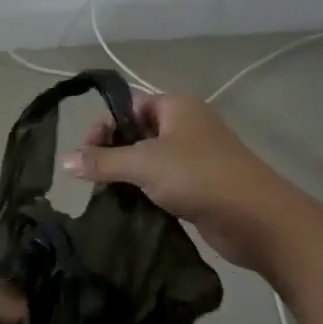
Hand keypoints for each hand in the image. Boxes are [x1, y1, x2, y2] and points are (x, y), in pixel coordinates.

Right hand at [61, 91, 298, 271]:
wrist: (257, 219)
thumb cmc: (199, 177)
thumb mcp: (144, 165)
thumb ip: (102, 162)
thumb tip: (65, 160)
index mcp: (175, 106)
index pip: (127, 105)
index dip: (103, 126)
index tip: (85, 155)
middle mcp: (184, 125)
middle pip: (135, 131)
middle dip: (112, 153)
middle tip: (94, 179)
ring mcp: (194, 155)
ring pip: (148, 159)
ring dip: (127, 176)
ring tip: (108, 196)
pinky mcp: (199, 184)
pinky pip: (162, 181)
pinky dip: (145, 191)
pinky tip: (129, 208)